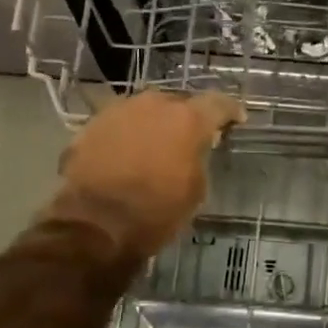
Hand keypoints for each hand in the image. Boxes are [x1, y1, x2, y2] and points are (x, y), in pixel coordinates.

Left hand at [45, 90, 245, 259]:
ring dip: (155, 124)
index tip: (236, 120)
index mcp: (187, 119)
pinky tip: (129, 154)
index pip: (218, 103)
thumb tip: (195, 148)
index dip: (230, 111)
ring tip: (158, 145)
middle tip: (191, 137)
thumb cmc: (156, 211)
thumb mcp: (196, 189)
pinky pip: (120, 124)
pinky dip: (129, 135)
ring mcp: (118, 111)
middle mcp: (153, 104)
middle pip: (178, 102)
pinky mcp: (91, 125)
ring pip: (146, 110)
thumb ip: (199, 157)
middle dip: (187, 117)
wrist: (95, 224)